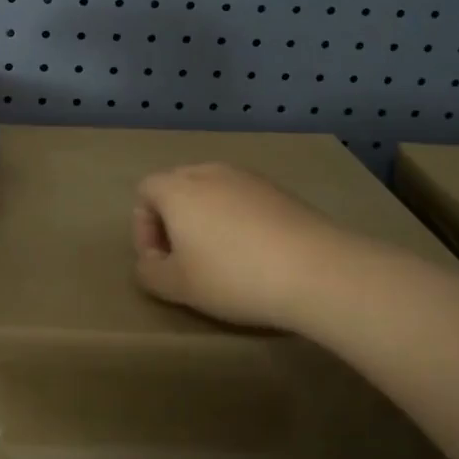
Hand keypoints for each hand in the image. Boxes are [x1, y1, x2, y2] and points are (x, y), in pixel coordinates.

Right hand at [132, 163, 358, 331]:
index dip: (143, 227)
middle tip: (185, 259)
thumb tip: (149, 263)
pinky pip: (244, 198)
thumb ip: (150, 272)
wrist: (315, 269)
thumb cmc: (233, 276)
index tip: (160, 261)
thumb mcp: (178, 286)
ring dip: (207, 218)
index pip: (145, 191)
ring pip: (213, 191)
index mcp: (177, 188)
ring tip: (221, 257)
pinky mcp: (280, 190)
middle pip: (177, 186)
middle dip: (173, 220)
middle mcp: (209, 172)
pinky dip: (238, 219)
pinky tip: (256, 253)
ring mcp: (248, 177)